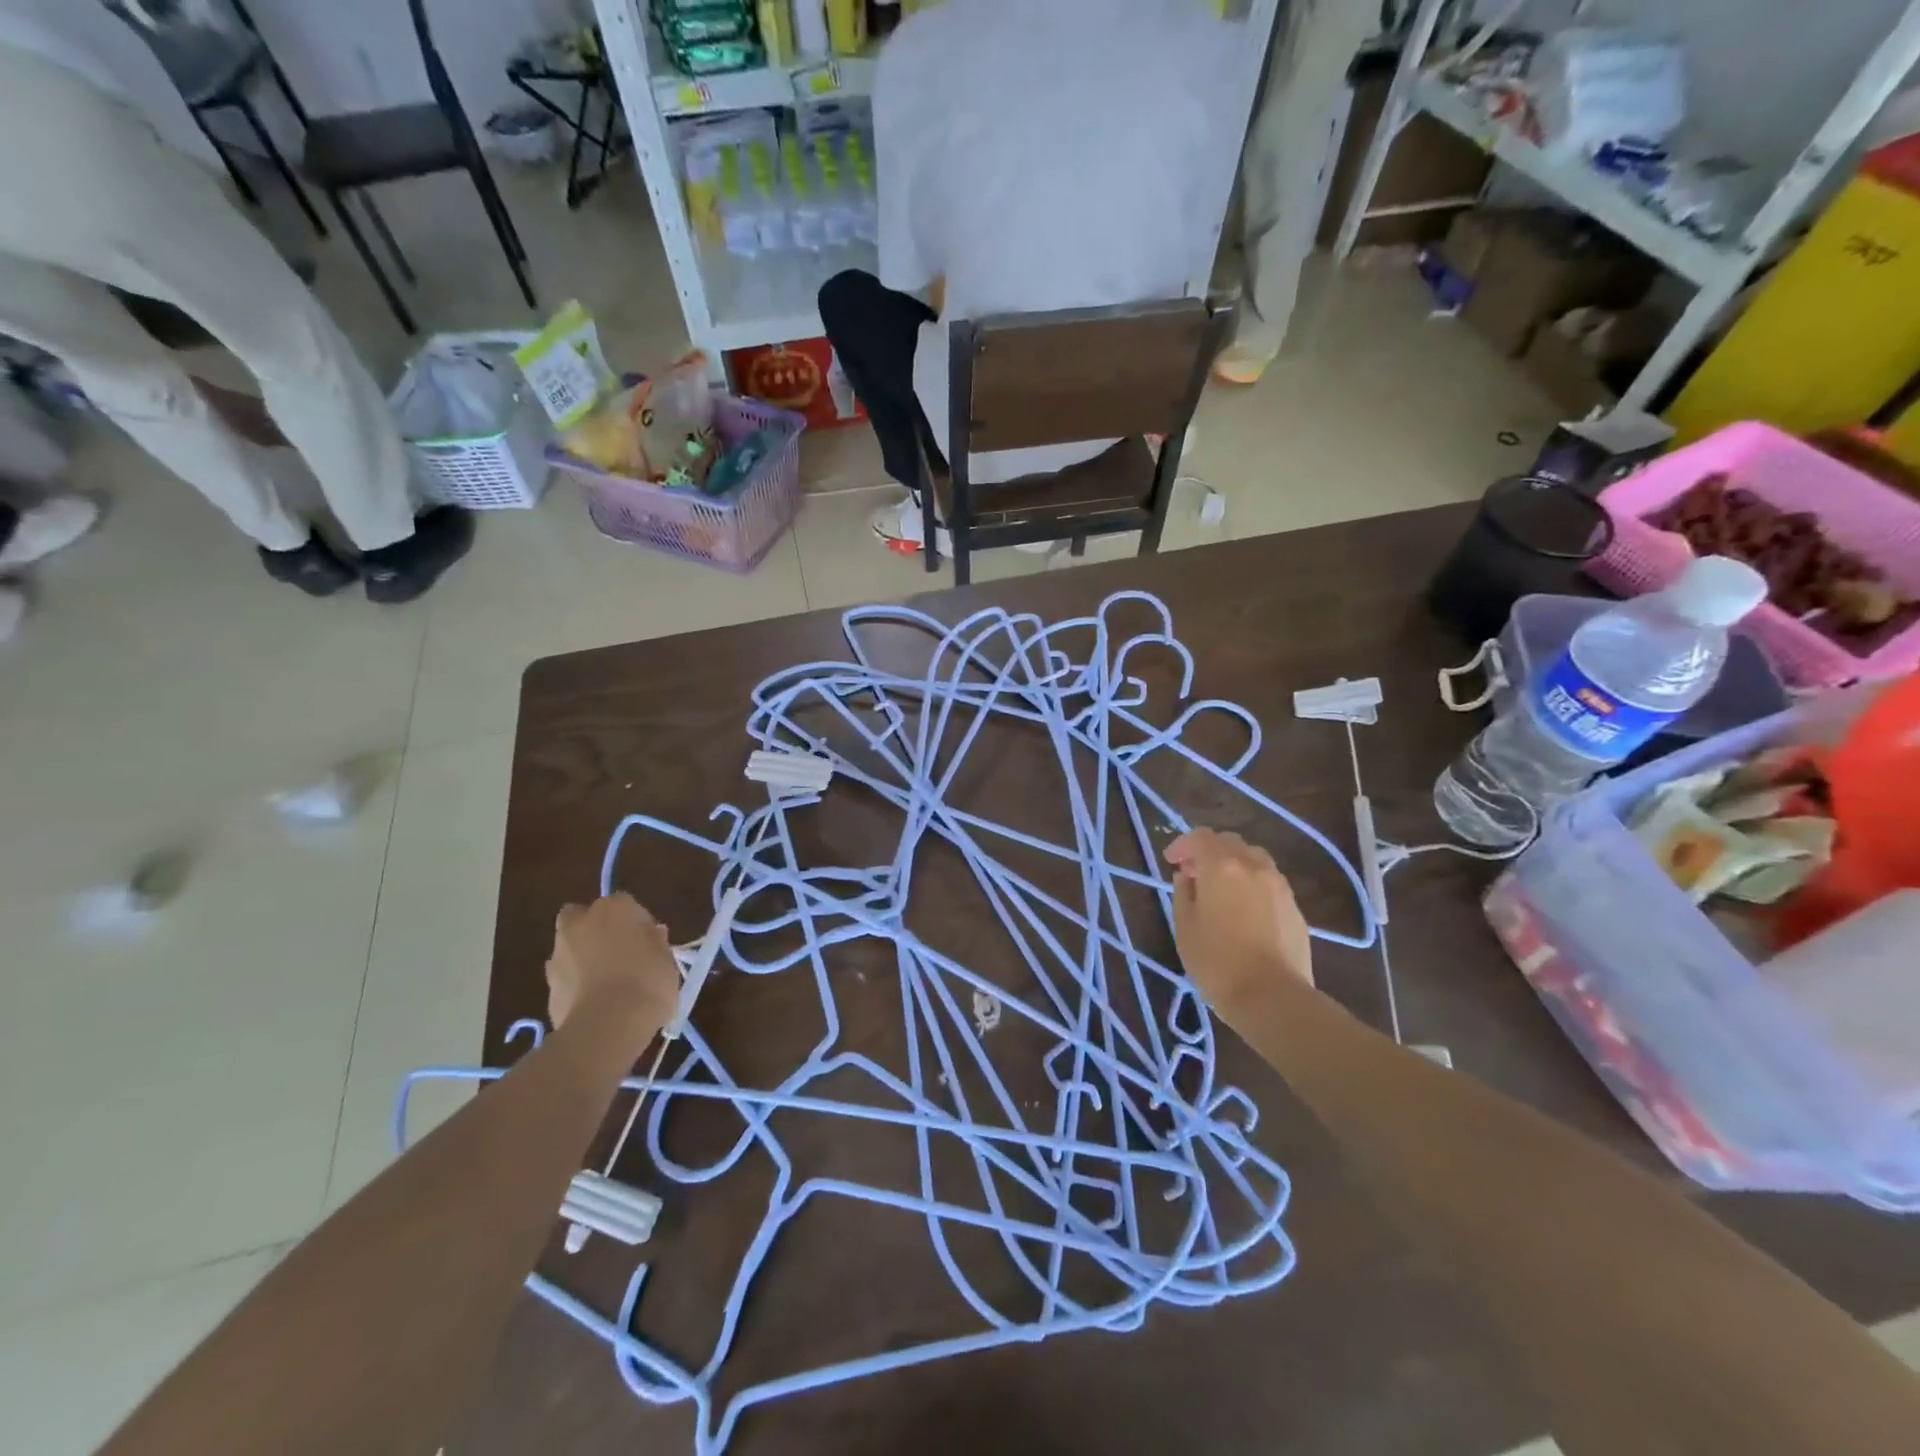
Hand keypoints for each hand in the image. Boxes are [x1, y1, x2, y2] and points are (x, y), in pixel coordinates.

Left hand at [546, 893, 680, 1040]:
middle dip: (596, 929)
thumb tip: (651, 935)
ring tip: (607, 983)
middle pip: (584, 917)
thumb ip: (656, 943)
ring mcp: (559, 955)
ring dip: (584, 958)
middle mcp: (581, 923)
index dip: (638, 923)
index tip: (650, 943)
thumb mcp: (667, 960)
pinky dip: (576, 984)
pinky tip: (594, 1002)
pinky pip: (566, 977)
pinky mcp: (548, 986)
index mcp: (614, 908)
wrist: (606, 1027)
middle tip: (618, 952)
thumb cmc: (647, 983)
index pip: (626, 904)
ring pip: (571, 947)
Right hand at [1164, 829, 1313, 1009]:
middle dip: (1208, 851)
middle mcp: (1253, 866)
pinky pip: (1269, 880)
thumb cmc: (1217, 963)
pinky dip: (1252, 882)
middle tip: (1194, 874)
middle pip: (1229, 842)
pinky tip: (1244, 908)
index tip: (1172, 862)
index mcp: (1222, 867)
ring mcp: (1278, 885)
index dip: (1182, 845)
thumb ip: (1183, 894)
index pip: (1200, 837)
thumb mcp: (1185, 928)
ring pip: (1253, 858)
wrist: (1273, 997)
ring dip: (1233, 863)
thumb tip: (1186, 877)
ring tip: (1221, 889)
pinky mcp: (1294, 906)